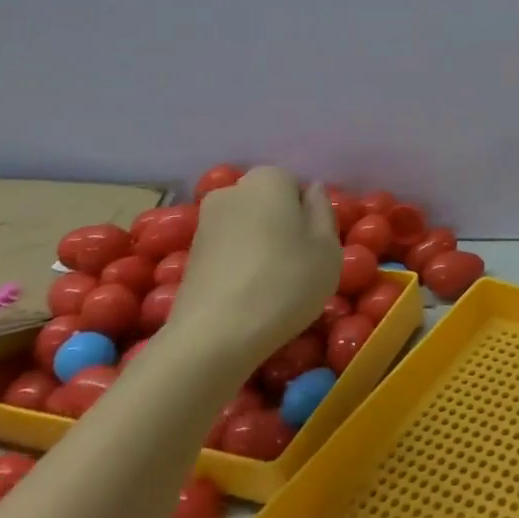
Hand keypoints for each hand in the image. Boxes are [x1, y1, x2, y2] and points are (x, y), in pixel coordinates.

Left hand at [171, 169, 340, 361]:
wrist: (213, 337)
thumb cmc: (285, 283)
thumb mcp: (327, 247)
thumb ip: (323, 210)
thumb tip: (311, 190)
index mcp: (268, 180)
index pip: (296, 184)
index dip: (309, 213)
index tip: (316, 244)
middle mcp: (231, 191)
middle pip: (268, 202)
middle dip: (283, 224)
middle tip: (300, 263)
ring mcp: (205, 223)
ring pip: (248, 226)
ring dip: (261, 245)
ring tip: (274, 283)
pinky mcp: (190, 255)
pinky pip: (229, 249)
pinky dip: (241, 264)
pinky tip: (249, 294)